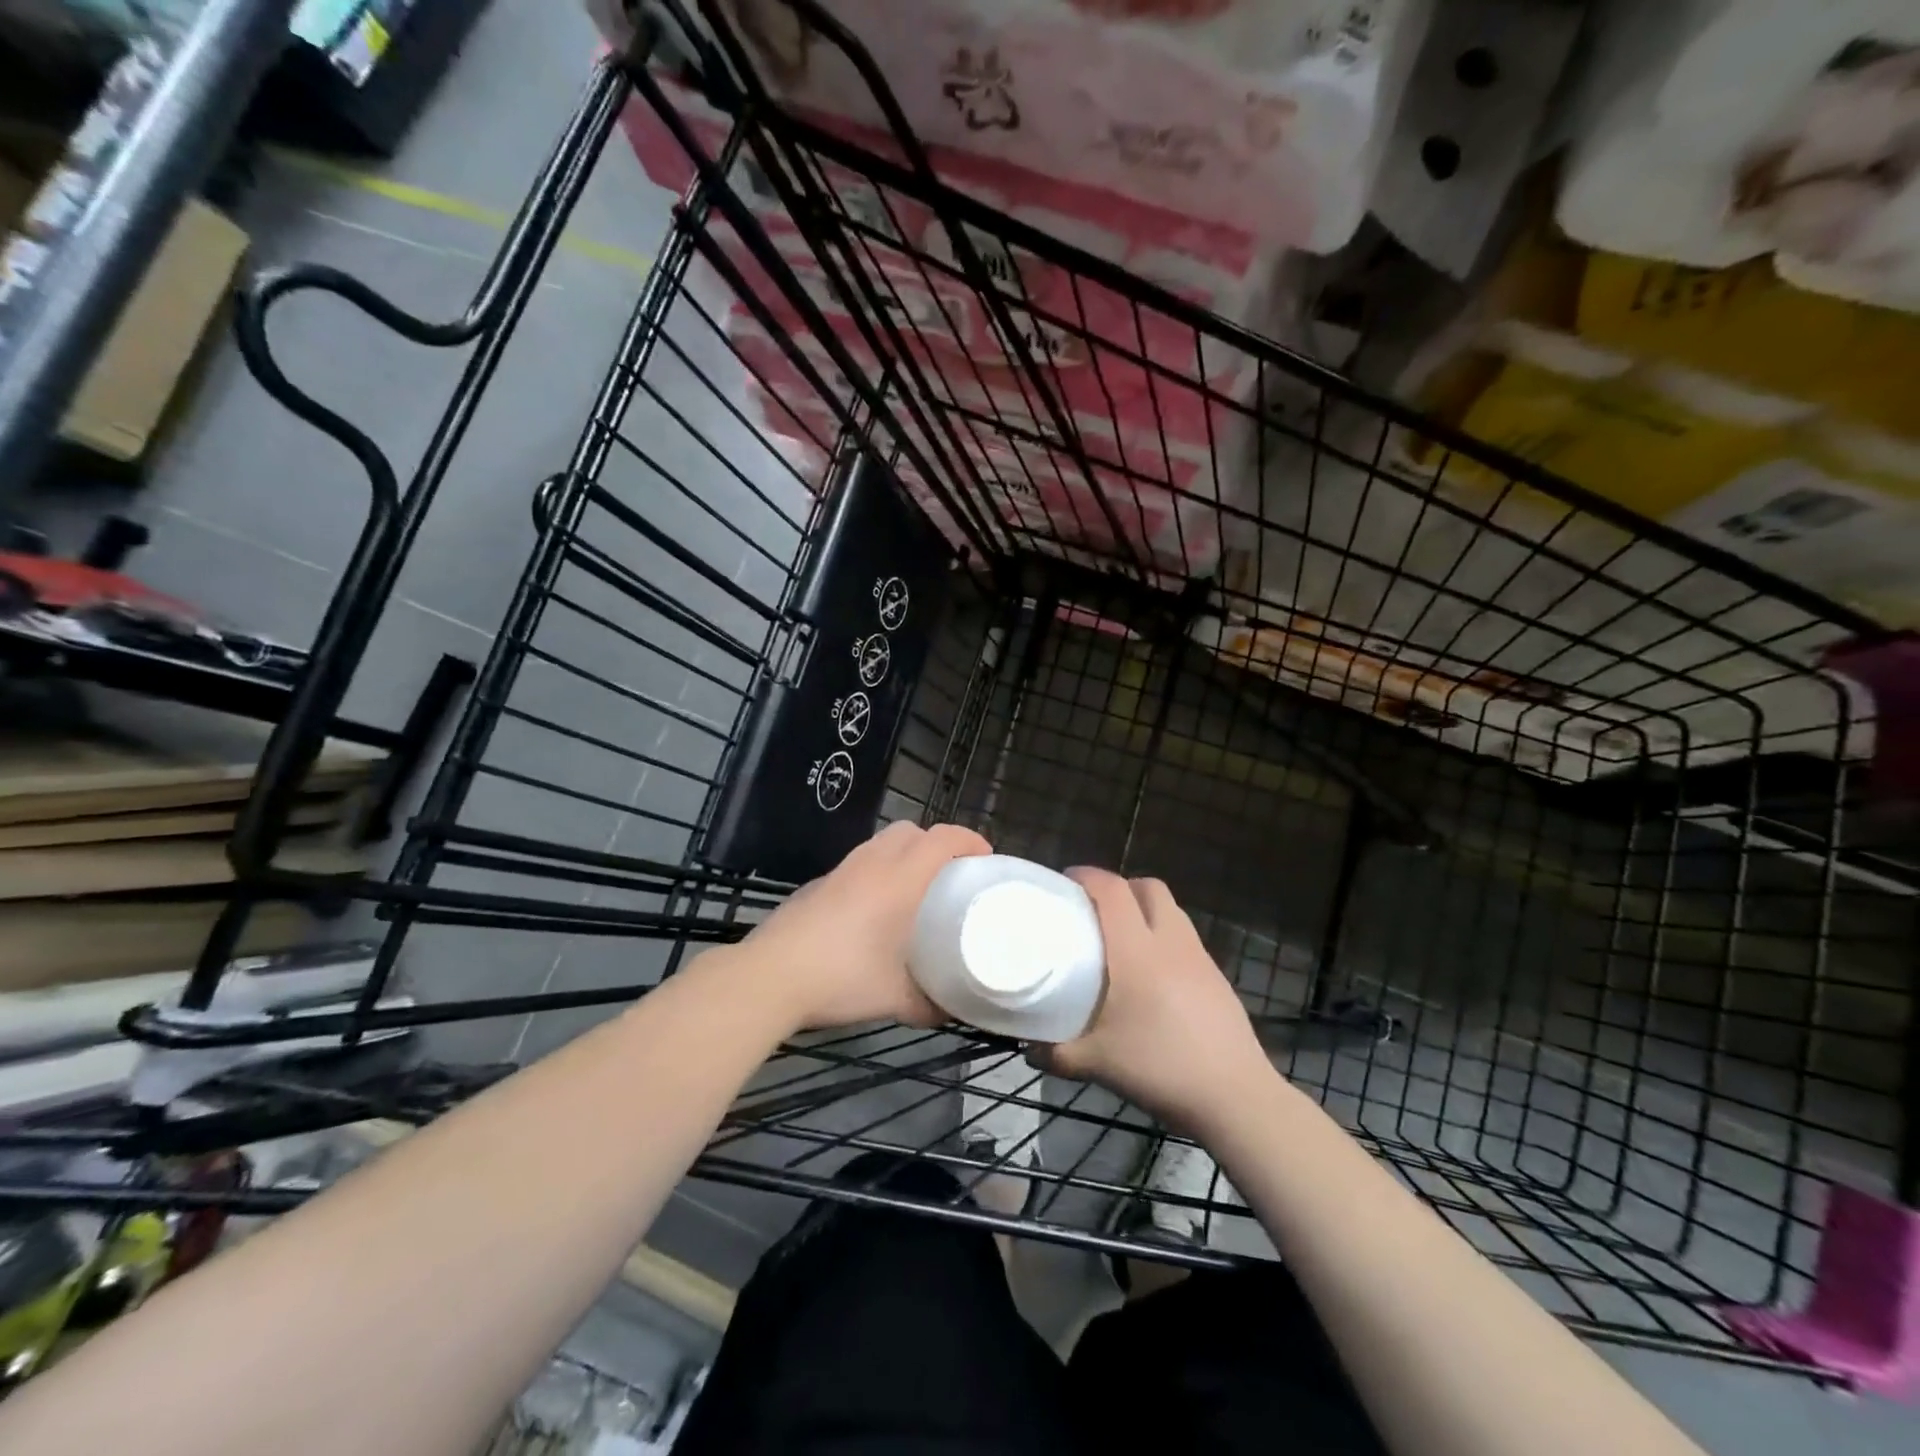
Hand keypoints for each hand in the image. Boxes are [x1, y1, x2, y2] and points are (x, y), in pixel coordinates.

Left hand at [724, 820, 991, 1031]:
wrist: (770, 976)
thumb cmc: (843, 977)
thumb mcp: (897, 999)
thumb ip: (931, 1004)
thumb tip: (954, 1011)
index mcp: (899, 878)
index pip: (942, 839)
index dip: (969, 840)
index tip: (985, 859)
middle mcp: (872, 864)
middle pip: (911, 831)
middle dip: (936, 844)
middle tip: (949, 876)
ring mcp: (840, 871)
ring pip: (881, 844)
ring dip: (904, 855)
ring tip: (913, 891)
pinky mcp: (817, 885)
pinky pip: (858, 864)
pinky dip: (876, 872)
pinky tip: (872, 911)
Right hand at [1034, 868, 1273, 1131]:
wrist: (1235, 1096)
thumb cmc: (1160, 1068)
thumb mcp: (1098, 1063)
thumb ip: (1057, 1053)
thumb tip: (1029, 1048)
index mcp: (1136, 951)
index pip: (1112, 890)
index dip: (1088, 876)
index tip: (1066, 881)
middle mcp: (1170, 942)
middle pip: (1148, 887)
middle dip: (1120, 887)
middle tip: (1095, 909)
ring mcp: (1199, 957)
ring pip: (1171, 910)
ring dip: (1145, 910)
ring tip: (1123, 938)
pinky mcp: (1216, 977)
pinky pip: (1185, 938)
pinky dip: (1164, 937)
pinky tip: (1153, 974)